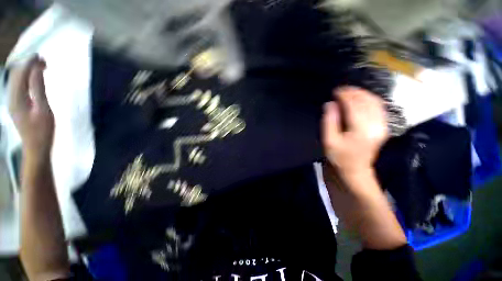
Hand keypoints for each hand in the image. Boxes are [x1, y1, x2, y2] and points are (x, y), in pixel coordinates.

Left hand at [8, 57, 54, 159]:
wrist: (36, 147)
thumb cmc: (43, 130)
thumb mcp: (44, 109)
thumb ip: (38, 89)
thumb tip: (37, 69)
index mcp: (17, 98)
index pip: (20, 73)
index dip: (30, 63)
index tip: (42, 57)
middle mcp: (11, 97)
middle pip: (16, 74)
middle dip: (28, 65)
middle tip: (44, 62)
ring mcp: (13, 101)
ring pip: (16, 79)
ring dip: (27, 71)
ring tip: (41, 68)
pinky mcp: (16, 104)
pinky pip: (18, 86)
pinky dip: (26, 78)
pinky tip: (34, 79)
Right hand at [322, 87, 387, 181]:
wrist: (355, 170)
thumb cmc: (339, 156)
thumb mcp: (329, 141)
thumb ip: (329, 121)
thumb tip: (330, 104)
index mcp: (361, 129)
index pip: (354, 105)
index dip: (345, 95)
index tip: (335, 91)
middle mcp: (375, 125)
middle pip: (366, 101)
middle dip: (353, 92)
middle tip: (341, 90)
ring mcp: (382, 126)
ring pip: (375, 102)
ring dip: (362, 94)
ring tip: (350, 92)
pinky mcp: (383, 127)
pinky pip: (379, 107)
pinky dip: (370, 99)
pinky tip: (361, 98)